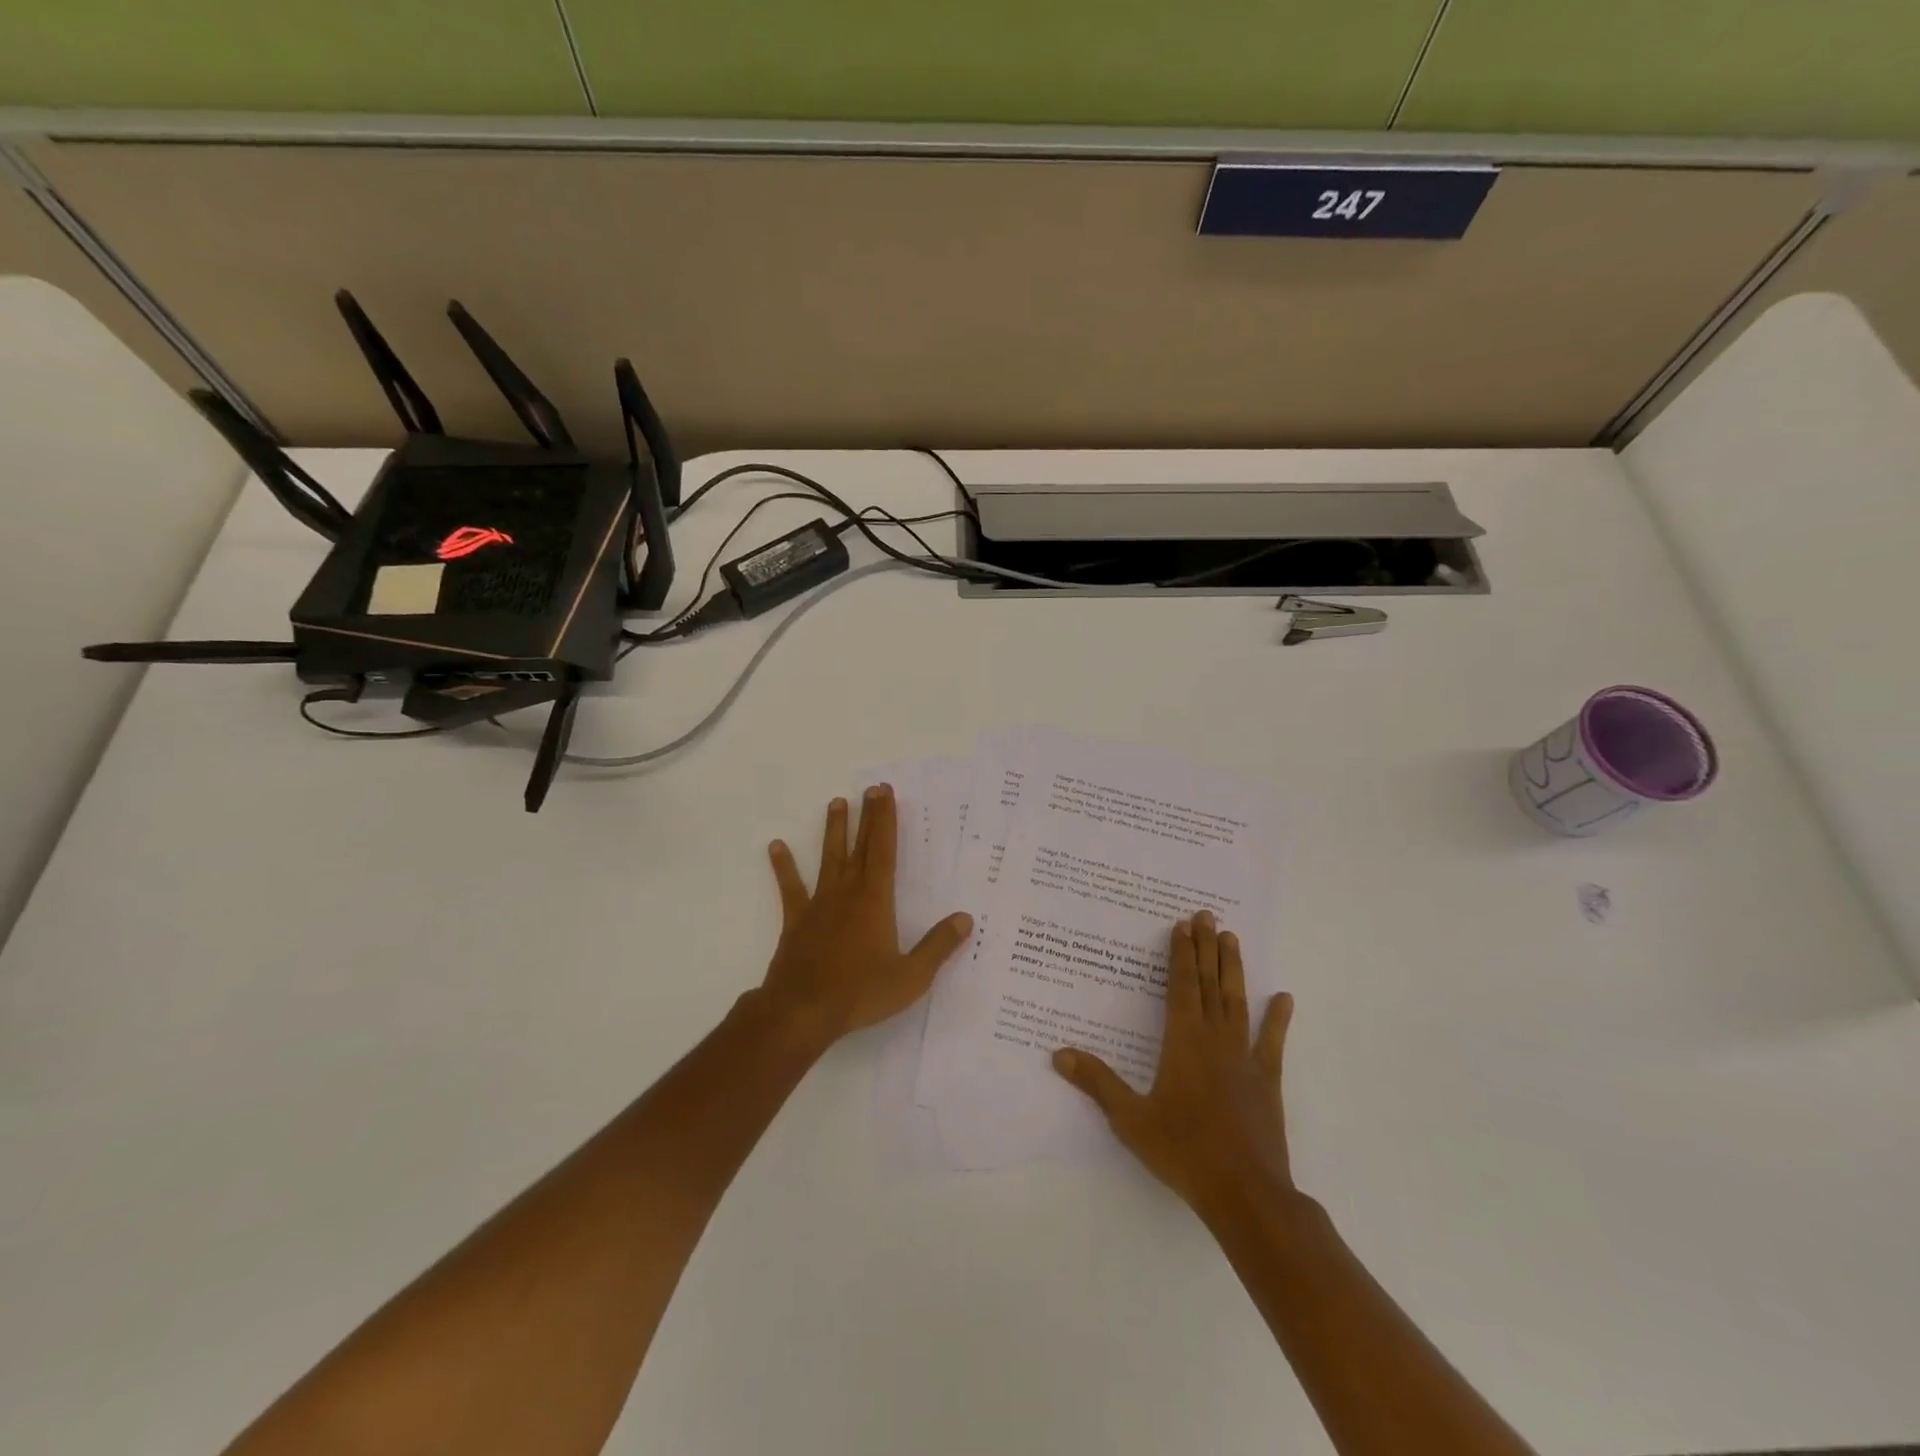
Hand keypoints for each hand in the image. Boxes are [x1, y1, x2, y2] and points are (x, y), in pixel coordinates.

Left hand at [754, 784, 973, 1050]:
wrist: (802, 1010)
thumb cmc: (860, 992)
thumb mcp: (911, 976)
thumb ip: (938, 946)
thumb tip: (965, 919)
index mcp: (875, 900)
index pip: (883, 851)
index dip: (886, 820)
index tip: (885, 793)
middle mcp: (847, 893)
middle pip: (859, 847)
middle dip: (867, 817)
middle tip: (870, 789)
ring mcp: (819, 904)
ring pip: (828, 858)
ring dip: (833, 831)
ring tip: (836, 803)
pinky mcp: (796, 920)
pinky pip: (791, 887)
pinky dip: (784, 867)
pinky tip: (776, 847)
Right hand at [1053, 911, 1294, 1218]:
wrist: (1245, 1193)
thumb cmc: (1183, 1151)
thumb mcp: (1130, 1119)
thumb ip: (1097, 1082)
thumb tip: (1058, 1054)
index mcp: (1183, 1041)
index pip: (1182, 986)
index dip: (1181, 954)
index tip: (1183, 925)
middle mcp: (1215, 1039)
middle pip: (1210, 984)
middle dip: (1206, 948)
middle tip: (1208, 916)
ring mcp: (1245, 1058)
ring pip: (1238, 1002)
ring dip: (1233, 969)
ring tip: (1232, 938)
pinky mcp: (1266, 1080)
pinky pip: (1272, 1042)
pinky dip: (1278, 1019)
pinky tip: (1284, 998)